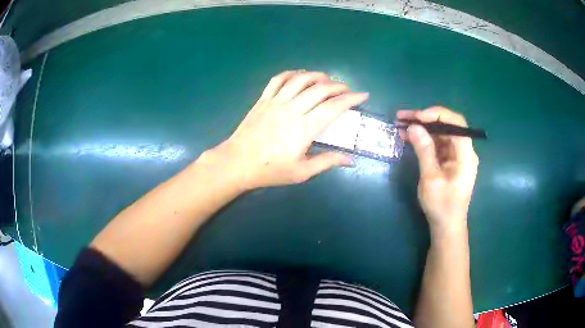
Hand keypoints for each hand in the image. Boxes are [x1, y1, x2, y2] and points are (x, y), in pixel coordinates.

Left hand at [205, 70, 368, 189]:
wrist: (237, 163)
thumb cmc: (270, 170)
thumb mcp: (301, 172)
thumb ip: (327, 162)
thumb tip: (350, 160)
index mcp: (304, 128)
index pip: (333, 107)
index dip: (351, 99)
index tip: (362, 95)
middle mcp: (292, 109)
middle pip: (320, 89)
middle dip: (338, 85)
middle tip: (347, 89)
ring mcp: (276, 101)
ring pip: (300, 79)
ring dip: (317, 75)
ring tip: (327, 79)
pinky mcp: (263, 99)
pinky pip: (278, 79)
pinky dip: (291, 73)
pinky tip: (300, 74)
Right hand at [397, 107, 478, 234]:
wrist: (446, 226)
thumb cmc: (442, 205)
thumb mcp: (431, 178)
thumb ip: (424, 150)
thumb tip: (413, 126)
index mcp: (465, 154)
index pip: (456, 123)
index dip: (437, 114)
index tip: (417, 117)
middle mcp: (463, 151)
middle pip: (447, 125)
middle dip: (425, 119)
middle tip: (403, 117)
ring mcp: (456, 156)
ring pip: (440, 133)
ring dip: (422, 128)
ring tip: (401, 125)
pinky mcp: (449, 161)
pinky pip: (437, 144)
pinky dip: (423, 139)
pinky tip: (408, 137)